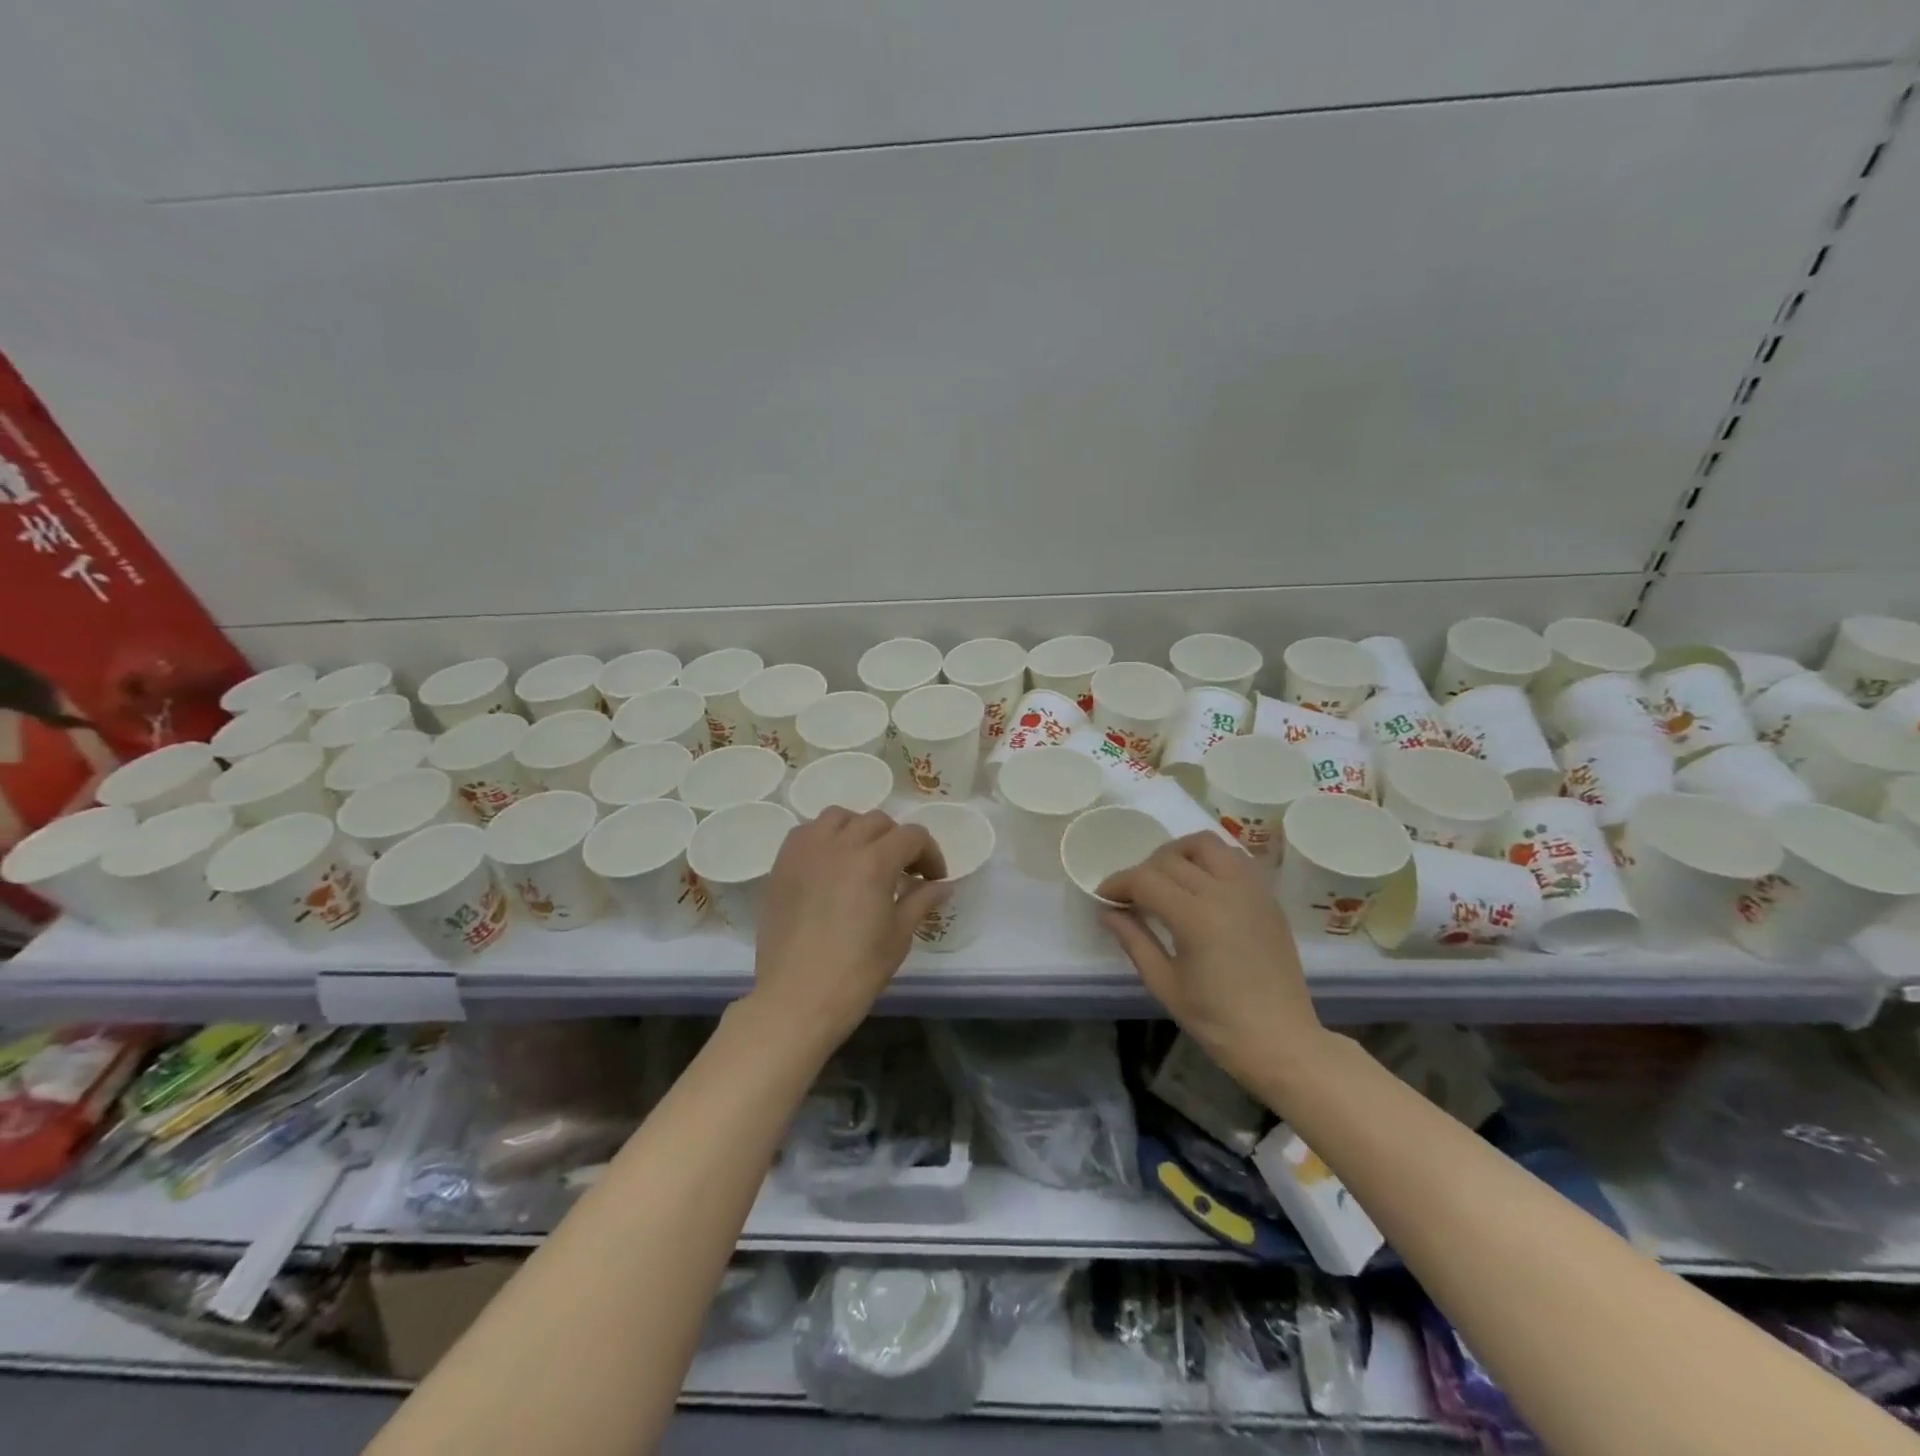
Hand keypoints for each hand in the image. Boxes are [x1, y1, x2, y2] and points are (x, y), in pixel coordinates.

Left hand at [749, 807, 948, 1046]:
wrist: (796, 999)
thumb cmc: (856, 972)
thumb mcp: (898, 936)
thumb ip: (921, 901)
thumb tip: (942, 886)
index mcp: (874, 861)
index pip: (912, 836)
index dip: (930, 854)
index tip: (933, 879)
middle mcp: (840, 844)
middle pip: (877, 822)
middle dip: (898, 841)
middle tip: (904, 872)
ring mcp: (806, 851)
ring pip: (839, 818)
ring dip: (859, 830)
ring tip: (864, 859)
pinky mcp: (782, 865)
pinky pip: (806, 833)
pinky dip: (825, 838)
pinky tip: (831, 865)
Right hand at [1098, 832, 1326, 1088]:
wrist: (1281, 1040)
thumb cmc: (1217, 1021)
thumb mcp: (1164, 984)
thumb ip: (1134, 940)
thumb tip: (1108, 912)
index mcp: (1195, 917)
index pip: (1144, 879)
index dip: (1118, 884)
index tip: (1104, 897)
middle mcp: (1224, 892)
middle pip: (1170, 859)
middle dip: (1142, 872)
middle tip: (1132, 896)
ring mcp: (1250, 890)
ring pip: (1206, 844)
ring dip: (1178, 853)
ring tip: (1166, 879)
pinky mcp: (1267, 896)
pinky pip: (1234, 857)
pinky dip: (1210, 860)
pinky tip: (1200, 884)